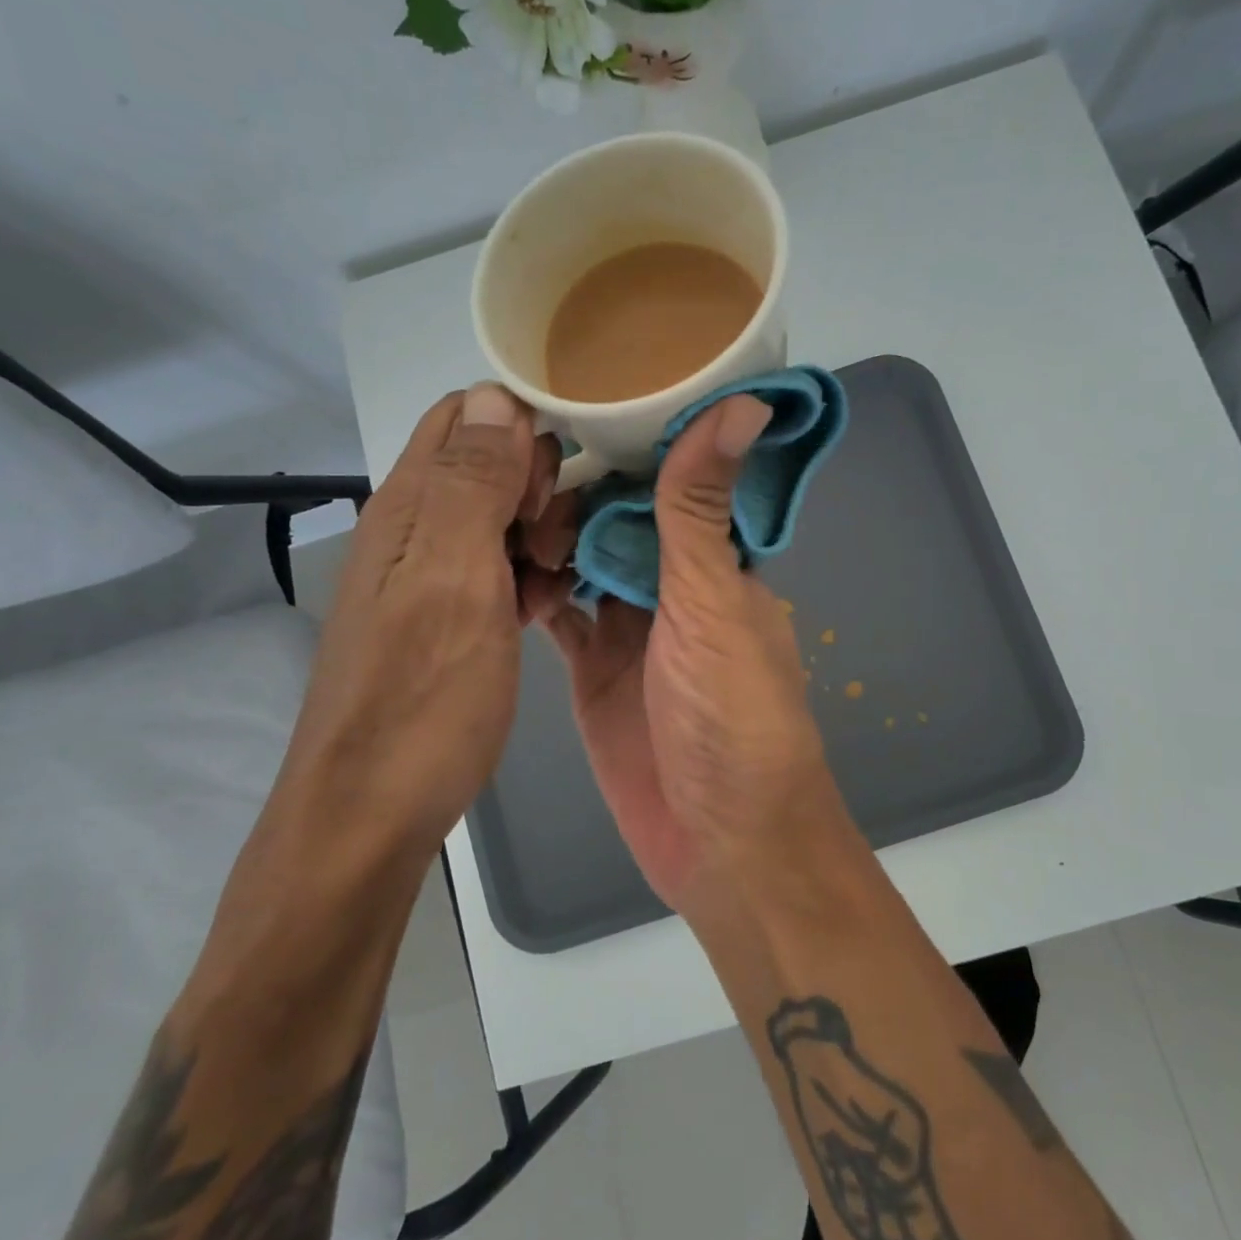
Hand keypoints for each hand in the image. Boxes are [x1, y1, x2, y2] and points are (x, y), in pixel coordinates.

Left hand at [278, 383, 565, 857]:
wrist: (371, 814)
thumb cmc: (422, 697)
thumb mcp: (455, 580)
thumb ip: (473, 485)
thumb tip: (497, 393)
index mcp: (409, 505)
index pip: (466, 416)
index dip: (520, 432)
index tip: (553, 487)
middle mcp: (416, 529)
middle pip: (489, 465)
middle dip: (538, 488)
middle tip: (553, 546)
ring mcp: (432, 577)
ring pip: (502, 520)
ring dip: (541, 538)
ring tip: (554, 586)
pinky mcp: (449, 619)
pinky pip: (501, 571)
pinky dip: (532, 579)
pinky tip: (545, 612)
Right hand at [535, 396, 838, 911]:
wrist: (721, 841)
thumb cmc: (730, 715)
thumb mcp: (712, 601)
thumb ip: (704, 508)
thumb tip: (745, 402)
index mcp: (717, 565)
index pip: (675, 484)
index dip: (634, 444)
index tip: (579, 399)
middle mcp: (676, 590)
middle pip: (622, 520)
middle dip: (579, 490)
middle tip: (518, 453)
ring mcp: (632, 632)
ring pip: (585, 563)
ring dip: (551, 536)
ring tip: (500, 498)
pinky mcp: (594, 672)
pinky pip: (560, 617)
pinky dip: (534, 591)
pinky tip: (494, 563)